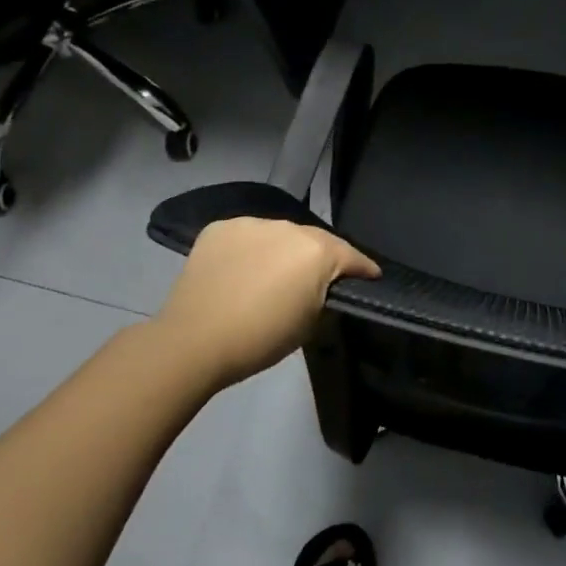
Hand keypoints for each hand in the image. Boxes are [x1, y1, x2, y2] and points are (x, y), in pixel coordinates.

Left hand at [145, 218, 378, 393]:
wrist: (194, 341)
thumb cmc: (261, 338)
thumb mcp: (310, 322)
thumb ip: (323, 294)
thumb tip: (321, 285)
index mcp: (317, 250)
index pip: (352, 256)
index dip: (364, 268)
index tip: (371, 277)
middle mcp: (288, 227)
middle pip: (314, 240)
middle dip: (321, 258)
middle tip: (317, 280)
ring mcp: (251, 224)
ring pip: (278, 235)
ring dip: (282, 251)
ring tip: (274, 274)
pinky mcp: (220, 228)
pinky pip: (246, 237)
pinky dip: (250, 250)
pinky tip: (242, 271)